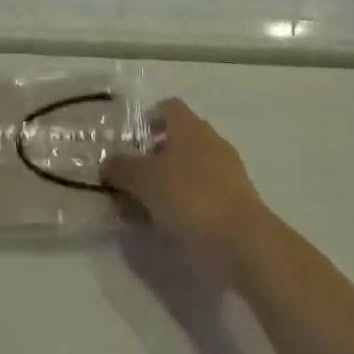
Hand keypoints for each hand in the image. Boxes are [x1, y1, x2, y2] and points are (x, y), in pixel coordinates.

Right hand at [101, 99, 268, 274]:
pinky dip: (184, 205)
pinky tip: (168, 226)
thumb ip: (122, 169)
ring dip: (167, 185)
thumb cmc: (190, 198)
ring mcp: (228, 174)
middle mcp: (211, 143)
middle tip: (131, 180)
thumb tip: (108, 165)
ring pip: (189, 170)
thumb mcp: (144, 180)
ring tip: (143, 210)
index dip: (148, 118)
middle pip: (178, 140)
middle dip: (153, 158)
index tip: (131, 141)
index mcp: (190, 127)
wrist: (244, 245)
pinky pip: (202, 195)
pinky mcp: (237, 204)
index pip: (168, 108)